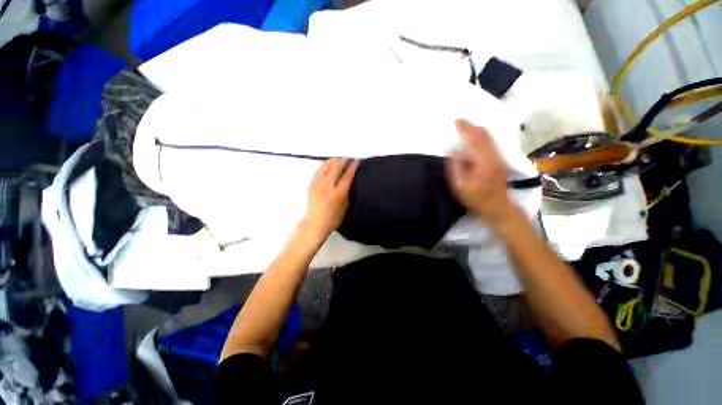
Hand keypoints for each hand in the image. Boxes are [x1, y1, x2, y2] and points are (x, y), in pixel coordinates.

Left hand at [302, 157, 357, 238]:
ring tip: (339, 159)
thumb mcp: (345, 207)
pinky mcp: (311, 184)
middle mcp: (328, 186)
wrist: (315, 223)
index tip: (356, 161)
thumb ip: (348, 193)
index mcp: (339, 193)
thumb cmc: (333, 219)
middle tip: (349, 157)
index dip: (353, 167)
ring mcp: (318, 184)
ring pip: (326, 166)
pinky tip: (328, 164)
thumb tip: (350, 181)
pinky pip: (318, 170)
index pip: (347, 176)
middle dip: (344, 159)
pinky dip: (325, 165)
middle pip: (336, 167)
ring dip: (334, 160)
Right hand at [447, 119, 513, 223]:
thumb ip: (455, 166)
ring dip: (477, 130)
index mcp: (483, 160)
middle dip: (471, 126)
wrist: (497, 206)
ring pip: (489, 137)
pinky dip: (481, 136)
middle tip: (460, 121)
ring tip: (465, 127)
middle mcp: (493, 155)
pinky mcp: (498, 161)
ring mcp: (498, 157)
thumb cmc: (475, 197)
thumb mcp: (460, 184)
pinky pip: (490, 143)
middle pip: (484, 134)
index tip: (456, 121)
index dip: (465, 128)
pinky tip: (474, 138)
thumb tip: (452, 149)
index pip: (474, 138)